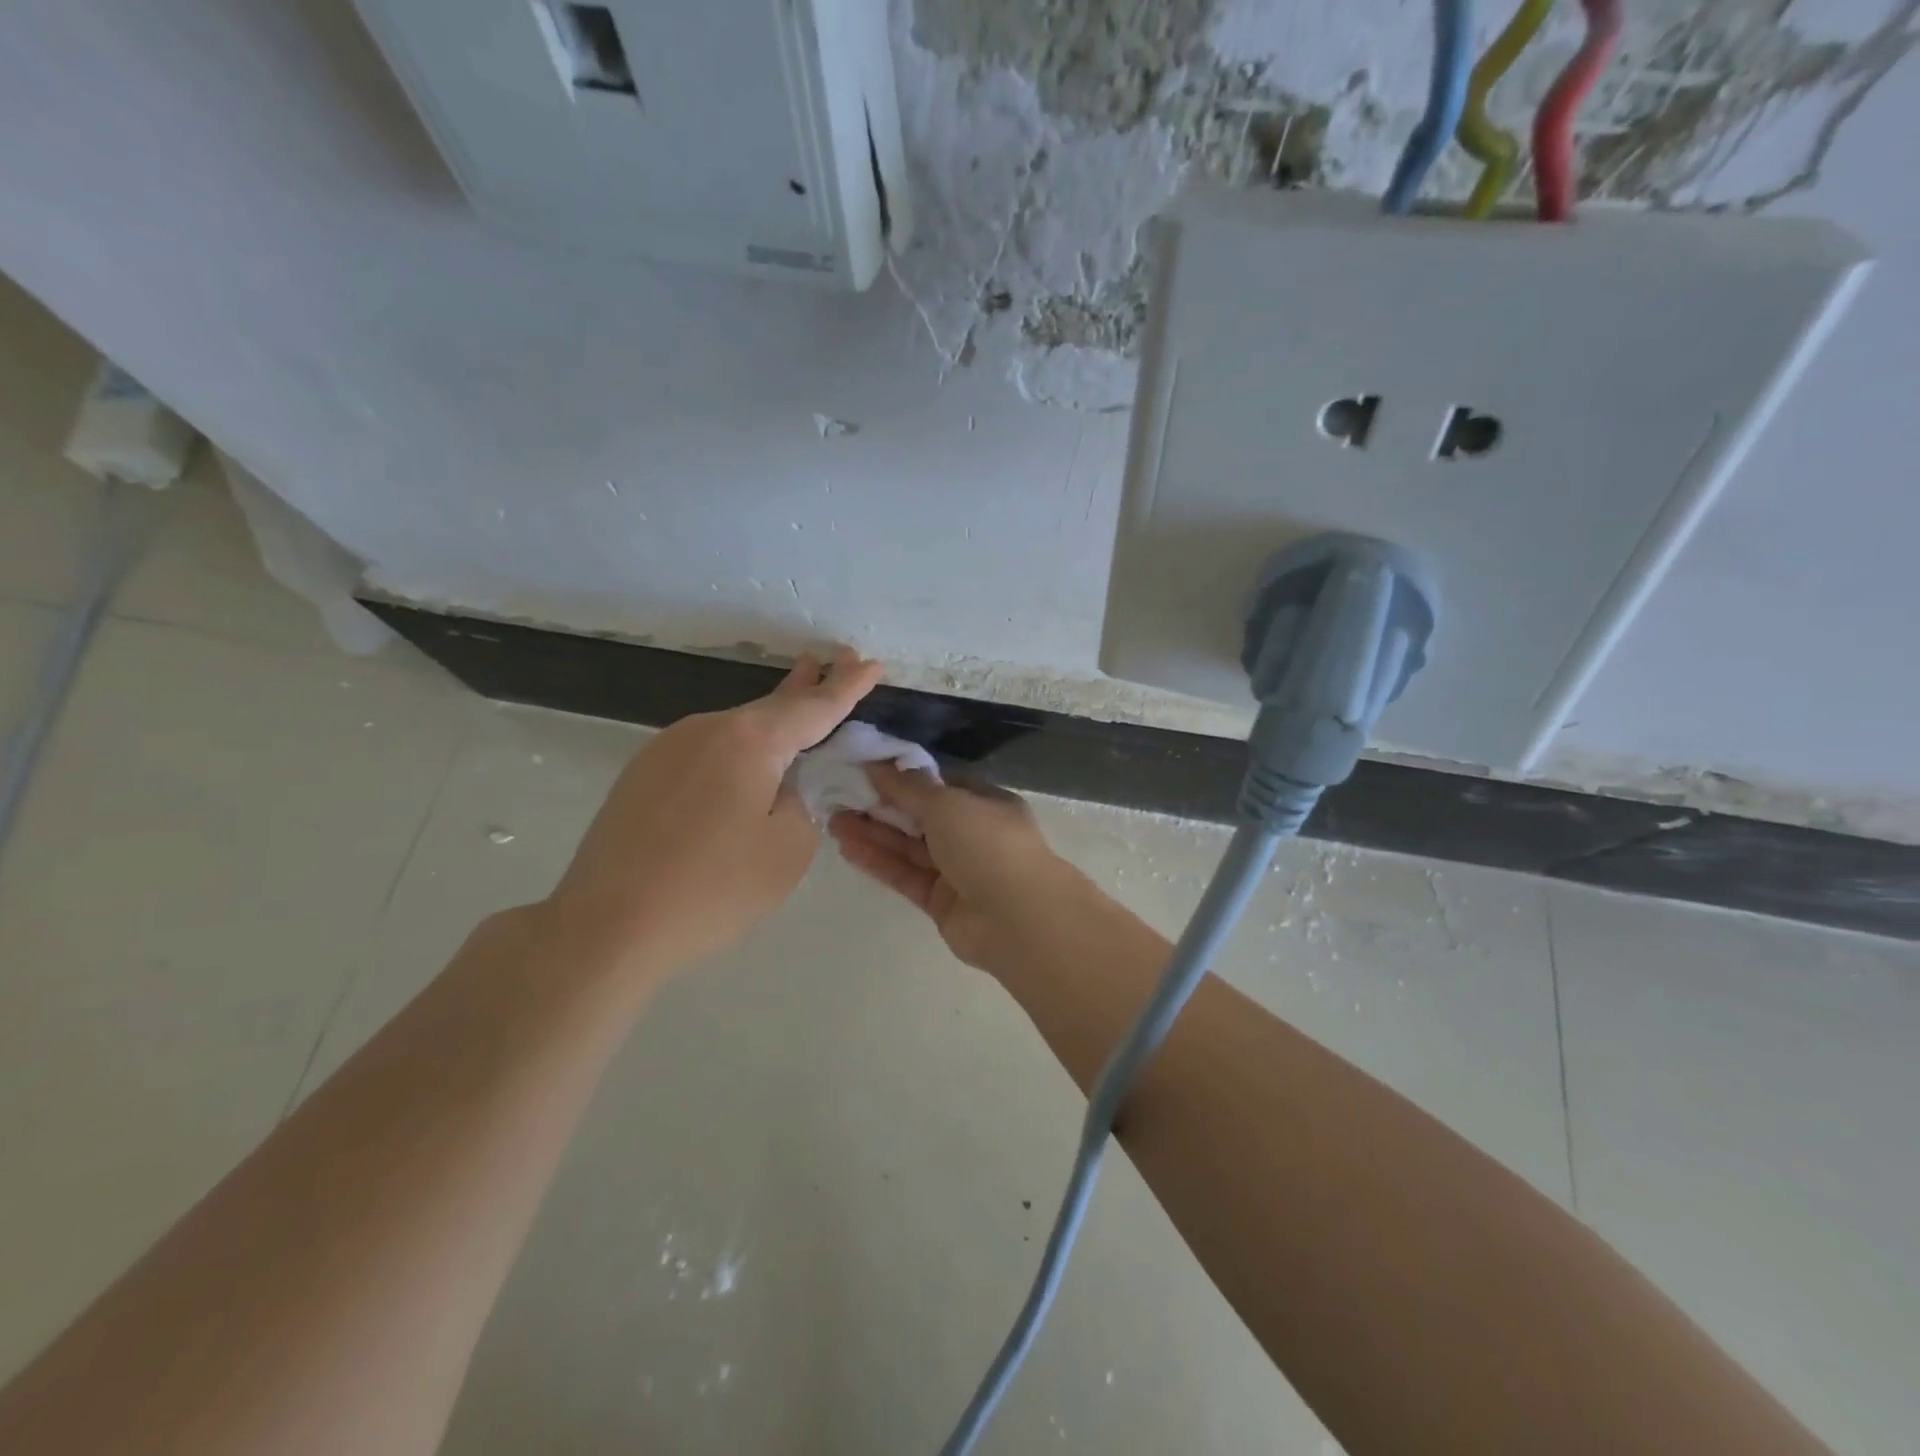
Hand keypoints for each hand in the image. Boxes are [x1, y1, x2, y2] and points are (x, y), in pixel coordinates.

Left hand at [551, 649, 882, 977]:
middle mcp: (707, 728)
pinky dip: (736, 751)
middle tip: (836, 660)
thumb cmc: (712, 889)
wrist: (607, 925)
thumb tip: (781, 787)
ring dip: (770, 724)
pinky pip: (706, 751)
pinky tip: (743, 769)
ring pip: (735, 730)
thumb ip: (801, 804)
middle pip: (770, 706)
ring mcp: (668, 748)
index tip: (870, 663)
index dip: (847, 686)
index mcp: (750, 741)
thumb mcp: (788, 850)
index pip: (813, 707)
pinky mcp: (643, 773)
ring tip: (796, 709)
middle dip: (807, 686)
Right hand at [829, 765, 1098, 974]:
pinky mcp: (940, 901)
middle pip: (920, 816)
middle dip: (882, 806)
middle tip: (839, 795)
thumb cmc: (988, 844)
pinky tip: (847, 848)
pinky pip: (905, 875)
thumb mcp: (948, 803)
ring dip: (874, 833)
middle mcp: (973, 834)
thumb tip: (879, 765)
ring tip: (832, 820)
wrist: (1018, 918)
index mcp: (986, 803)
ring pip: (909, 847)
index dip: (905, 777)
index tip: (867, 770)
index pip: (941, 784)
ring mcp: (957, 870)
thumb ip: (909, 788)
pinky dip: (879, 861)